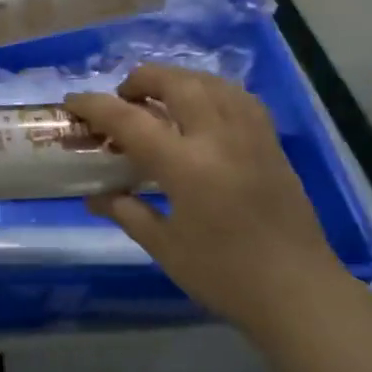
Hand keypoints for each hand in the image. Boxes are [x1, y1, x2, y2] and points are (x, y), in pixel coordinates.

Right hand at [65, 66, 344, 323]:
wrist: (299, 292)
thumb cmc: (225, 275)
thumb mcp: (165, 248)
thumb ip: (127, 212)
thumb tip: (95, 196)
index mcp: (186, 166)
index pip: (130, 120)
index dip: (95, 105)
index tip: (72, 101)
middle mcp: (219, 138)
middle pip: (176, 82)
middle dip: (141, 79)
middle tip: (123, 98)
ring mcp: (251, 136)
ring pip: (211, 83)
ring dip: (178, 80)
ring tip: (160, 98)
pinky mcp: (272, 144)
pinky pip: (239, 98)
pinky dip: (212, 91)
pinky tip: (204, 108)